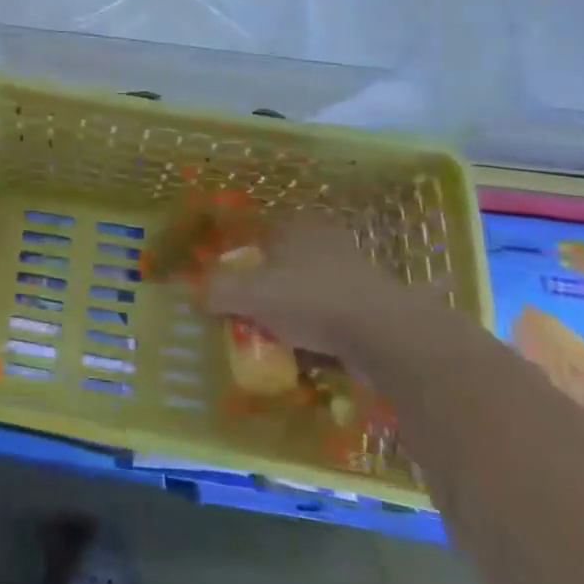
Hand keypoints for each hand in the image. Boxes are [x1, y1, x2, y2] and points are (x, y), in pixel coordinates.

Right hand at [201, 210, 432, 369]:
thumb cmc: (311, 300)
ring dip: (301, 314)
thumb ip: (218, 291)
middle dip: (274, 290)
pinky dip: (327, 334)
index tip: (237, 290)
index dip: (246, 262)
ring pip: (316, 292)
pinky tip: (316, 355)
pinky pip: (339, 318)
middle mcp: (328, 241)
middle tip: (257, 317)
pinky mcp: (378, 306)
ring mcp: (358, 273)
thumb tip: (197, 296)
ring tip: (284, 341)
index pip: (262, 236)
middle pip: (288, 265)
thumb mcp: (250, 295)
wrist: (386, 336)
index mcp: (298, 227)